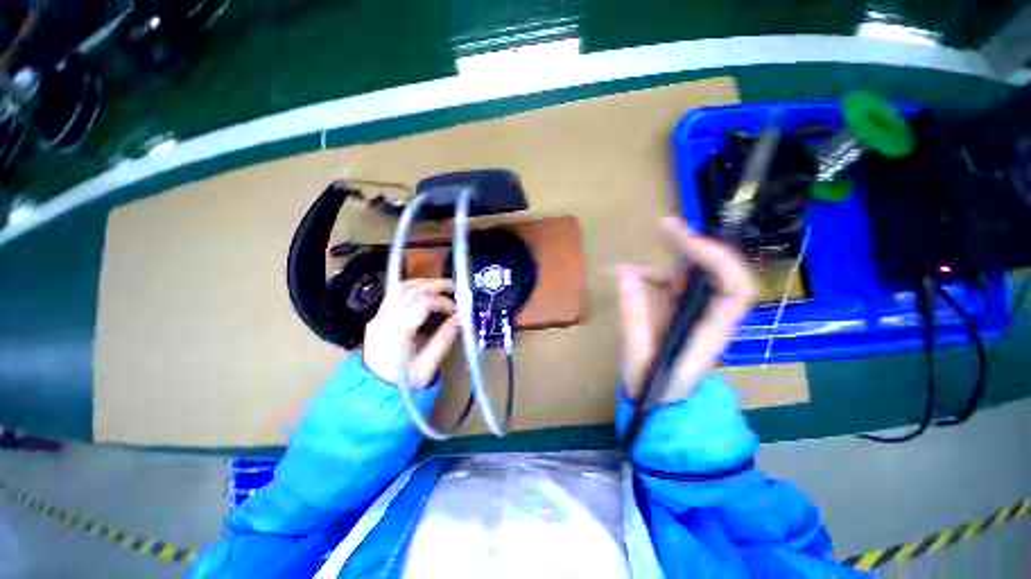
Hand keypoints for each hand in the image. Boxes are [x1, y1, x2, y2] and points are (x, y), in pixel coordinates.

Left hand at [363, 279, 459, 386]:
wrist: (373, 393)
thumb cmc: (404, 382)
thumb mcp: (429, 364)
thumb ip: (446, 337)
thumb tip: (462, 315)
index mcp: (397, 332)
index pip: (422, 302)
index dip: (443, 302)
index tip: (457, 310)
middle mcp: (384, 319)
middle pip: (410, 290)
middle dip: (435, 285)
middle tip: (454, 288)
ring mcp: (378, 317)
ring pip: (400, 288)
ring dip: (424, 284)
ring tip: (442, 287)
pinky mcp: (377, 318)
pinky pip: (395, 295)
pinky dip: (412, 289)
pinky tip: (425, 293)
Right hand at [617, 217, 755, 402]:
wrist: (659, 407)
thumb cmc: (654, 389)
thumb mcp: (638, 357)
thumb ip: (634, 317)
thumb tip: (625, 273)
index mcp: (710, 332)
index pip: (735, 289)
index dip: (719, 260)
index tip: (687, 242)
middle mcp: (709, 317)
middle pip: (717, 274)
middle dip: (694, 245)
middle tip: (664, 226)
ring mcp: (694, 315)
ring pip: (693, 277)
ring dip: (670, 259)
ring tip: (636, 259)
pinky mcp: (678, 314)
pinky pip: (671, 286)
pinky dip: (652, 276)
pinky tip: (631, 277)